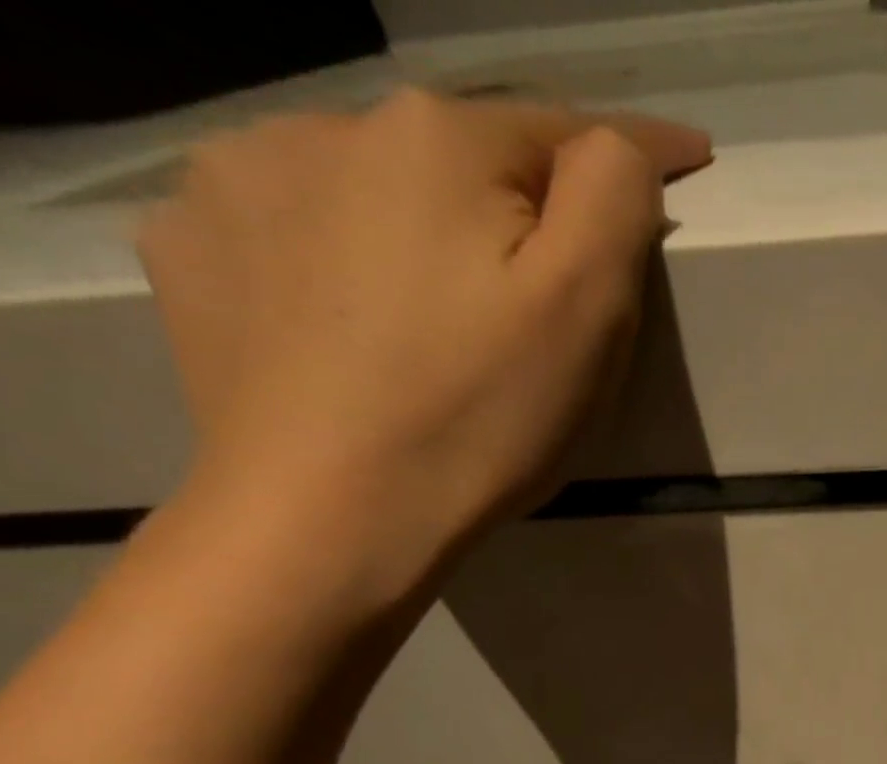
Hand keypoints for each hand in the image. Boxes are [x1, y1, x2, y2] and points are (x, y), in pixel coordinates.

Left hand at [138, 89, 709, 597]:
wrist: (329, 514)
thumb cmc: (482, 418)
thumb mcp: (586, 311)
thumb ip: (614, 198)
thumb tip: (622, 144)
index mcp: (440, 142)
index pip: (564, 129)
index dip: (635, 153)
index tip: (691, 158)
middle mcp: (327, 126)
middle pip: (466, 161)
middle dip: (519, 211)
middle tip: (547, 302)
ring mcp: (238, 181)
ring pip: (375, 191)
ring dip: (423, 232)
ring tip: (443, 322)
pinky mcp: (195, 250)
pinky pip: (298, 234)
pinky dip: (342, 264)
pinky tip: (359, 331)